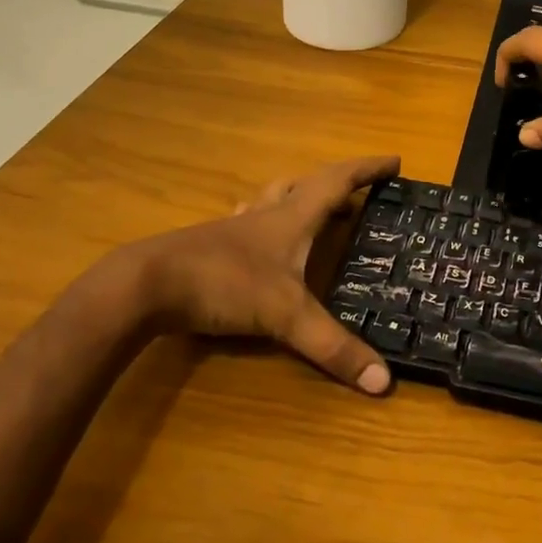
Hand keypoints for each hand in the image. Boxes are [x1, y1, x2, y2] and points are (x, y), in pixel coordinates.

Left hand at [130, 154, 398, 394]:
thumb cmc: (224, 283)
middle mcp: (266, 213)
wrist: (146, 285)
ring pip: (274, 198)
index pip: (338, 181)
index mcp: (292, 216)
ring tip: (315, 210)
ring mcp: (236, 228)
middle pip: (307, 184)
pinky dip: (266, 220)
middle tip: (359, 196)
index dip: (368, 169)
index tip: (395, 161)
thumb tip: (383, 381)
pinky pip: (249, 220)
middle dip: (338, 185)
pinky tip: (260, 237)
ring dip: (300, 197)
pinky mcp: (212, 245)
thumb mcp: (284, 315)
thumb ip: (332, 346)